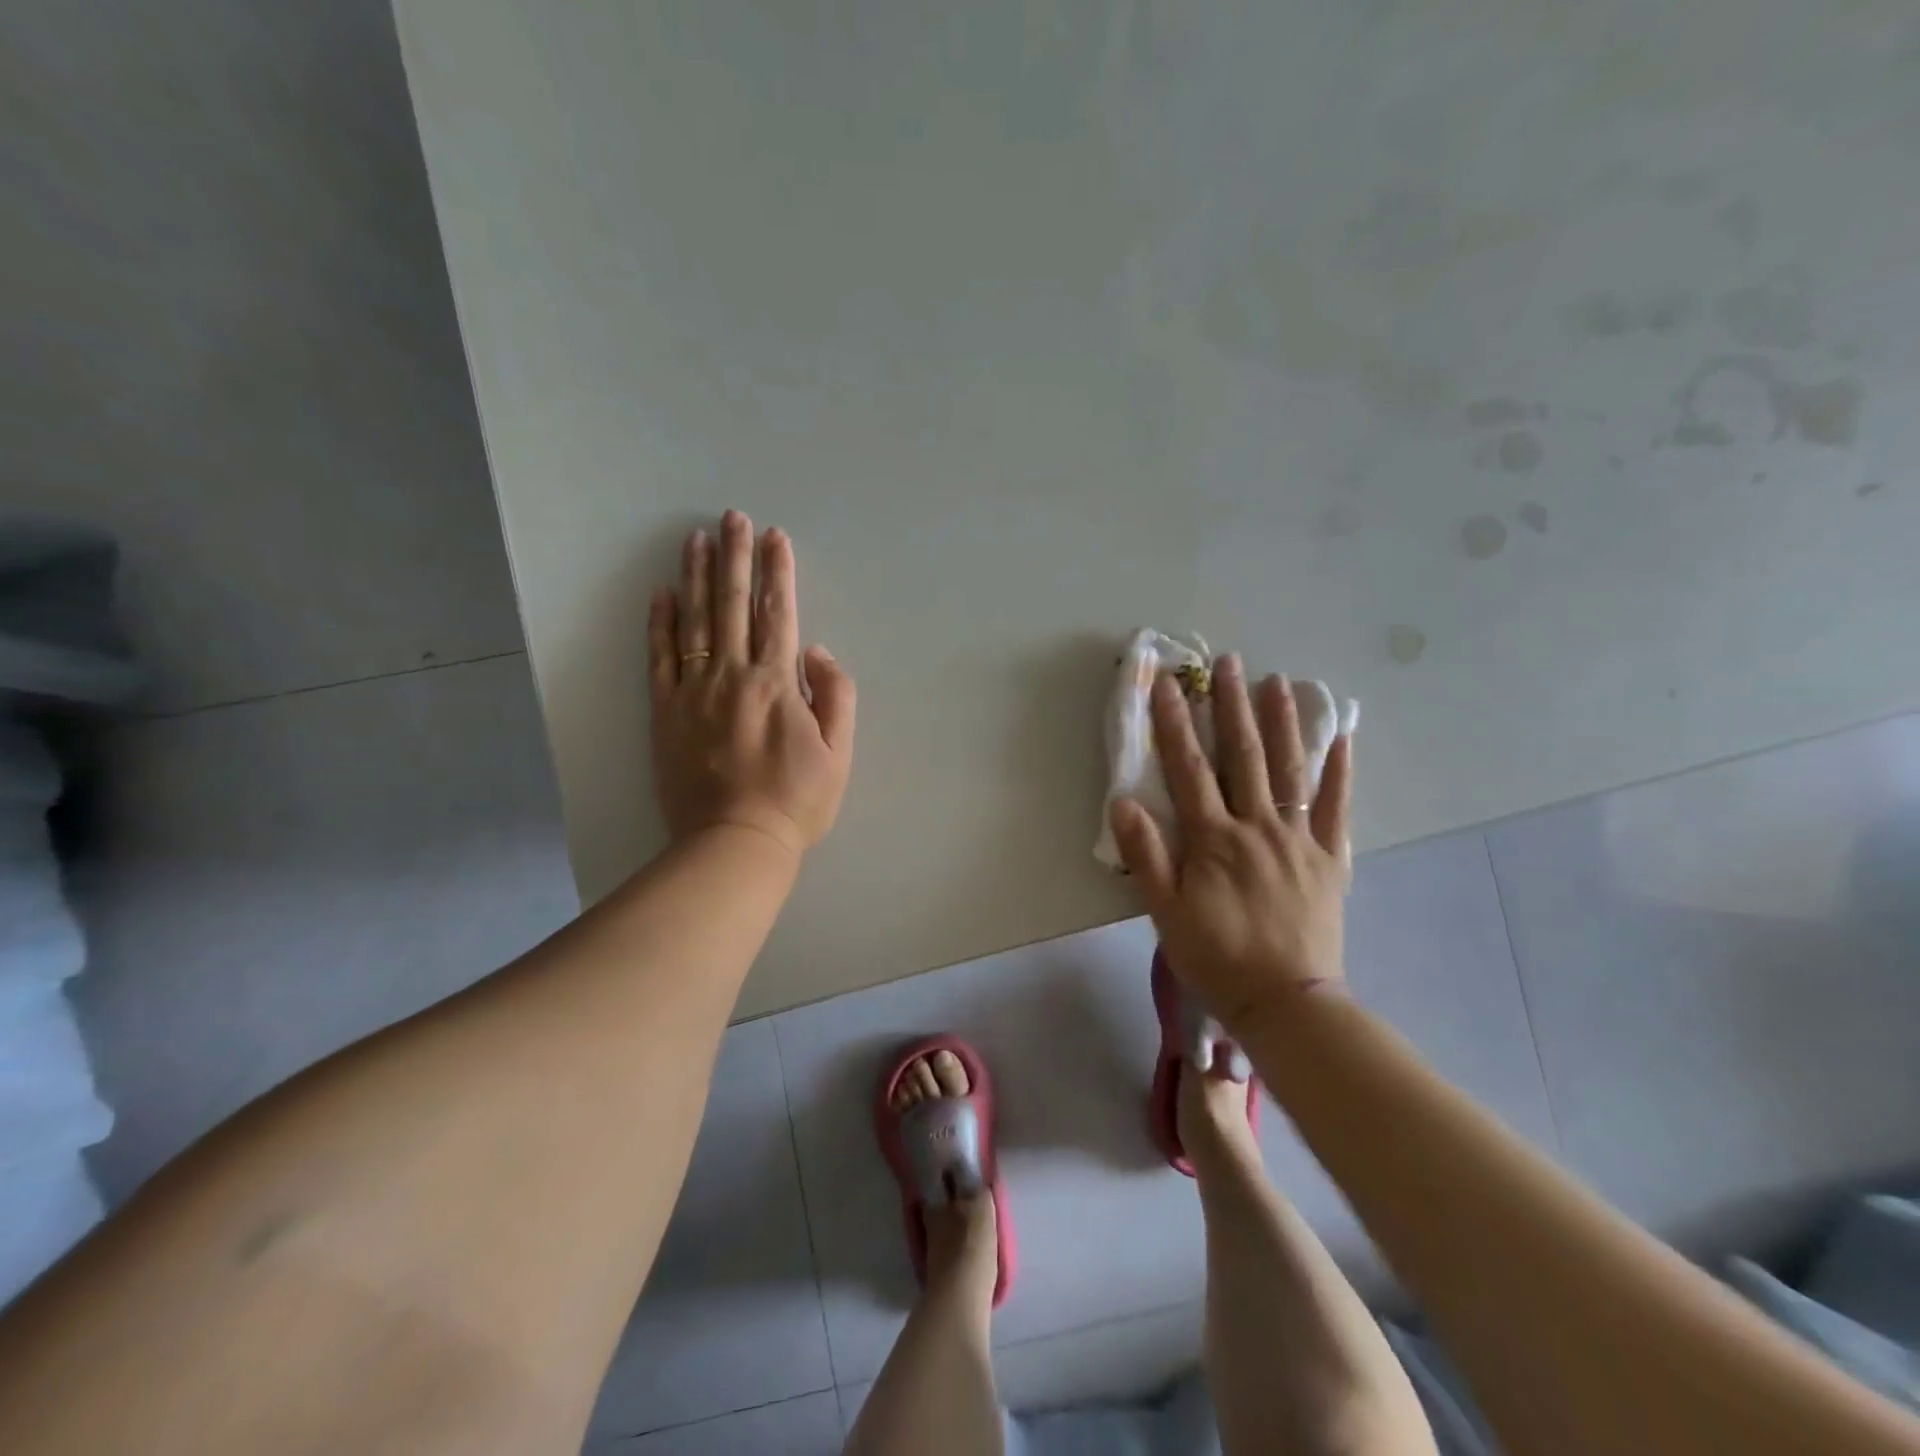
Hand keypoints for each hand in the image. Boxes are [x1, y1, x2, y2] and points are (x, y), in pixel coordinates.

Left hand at [648, 511, 855, 856]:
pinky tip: (662, 593)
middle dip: (736, 557)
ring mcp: (693, 691)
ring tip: (696, 538)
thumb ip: (836, 695)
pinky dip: (660, 623)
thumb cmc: (796, 801)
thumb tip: (817, 651)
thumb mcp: (838, 753)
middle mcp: (732, 675)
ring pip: (694, 620)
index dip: (778, 572)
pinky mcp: (666, 711)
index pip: (778, 613)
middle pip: (733, 604)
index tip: (776, 537)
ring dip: (697, 576)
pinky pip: (660, 658)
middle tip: (733, 517)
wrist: (735, 842)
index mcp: (777, 682)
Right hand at [1109, 655, 1351, 1031]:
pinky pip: (1336, 808)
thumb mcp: (1165, 912)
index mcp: (1213, 839)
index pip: (1188, 769)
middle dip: (1232, 706)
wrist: (1286, 1002)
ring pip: (1288, 770)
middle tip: (1229, 662)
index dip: (1175, 724)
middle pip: (1242, 756)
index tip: (1168, 684)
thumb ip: (1145, 855)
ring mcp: (1298, 840)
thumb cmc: (1217, 957)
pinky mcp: (1329, 859)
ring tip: (1277, 681)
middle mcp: (1257, 828)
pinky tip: (1341, 738)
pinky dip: (1339, 772)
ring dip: (1282, 723)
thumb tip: (1122, 801)